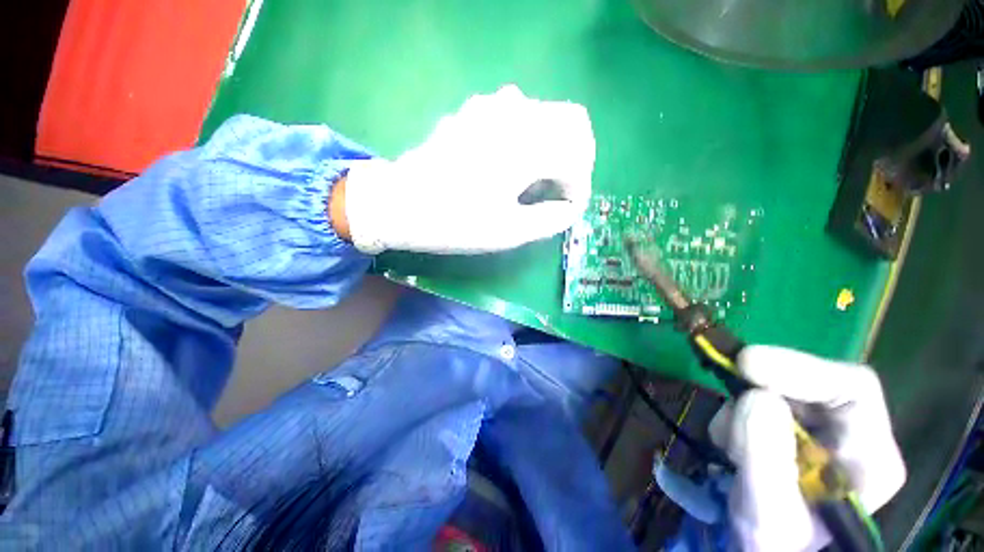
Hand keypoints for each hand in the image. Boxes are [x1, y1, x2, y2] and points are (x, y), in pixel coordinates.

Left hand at [341, 85, 594, 253]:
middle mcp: (515, 112)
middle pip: (571, 122)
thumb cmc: (456, 221)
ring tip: (540, 178)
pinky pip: (519, 113)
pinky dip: (531, 136)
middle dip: (576, 158)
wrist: (401, 203)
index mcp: (527, 144)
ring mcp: (492, 106)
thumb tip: (569, 209)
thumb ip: (550, 219)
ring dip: (554, 144)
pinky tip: (515, 162)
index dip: (580, 184)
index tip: (569, 208)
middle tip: (562, 190)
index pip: (577, 155)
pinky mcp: (475, 110)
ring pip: (546, 114)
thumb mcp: (509, 231)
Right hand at [708, 345, 905, 551]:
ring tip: (731, 449)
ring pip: (774, 389)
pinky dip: (733, 414)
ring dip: (741, 410)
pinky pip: (752, 399)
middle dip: (763, 389)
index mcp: (870, 457)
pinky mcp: (785, 423)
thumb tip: (756, 396)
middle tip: (728, 395)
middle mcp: (850, 434)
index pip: (852, 388)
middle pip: (810, 383)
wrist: (757, 547)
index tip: (747, 365)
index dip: (801, 368)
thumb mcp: (767, 514)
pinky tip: (731, 444)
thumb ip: (766, 459)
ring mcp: (816, 427)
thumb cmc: (772, 543)